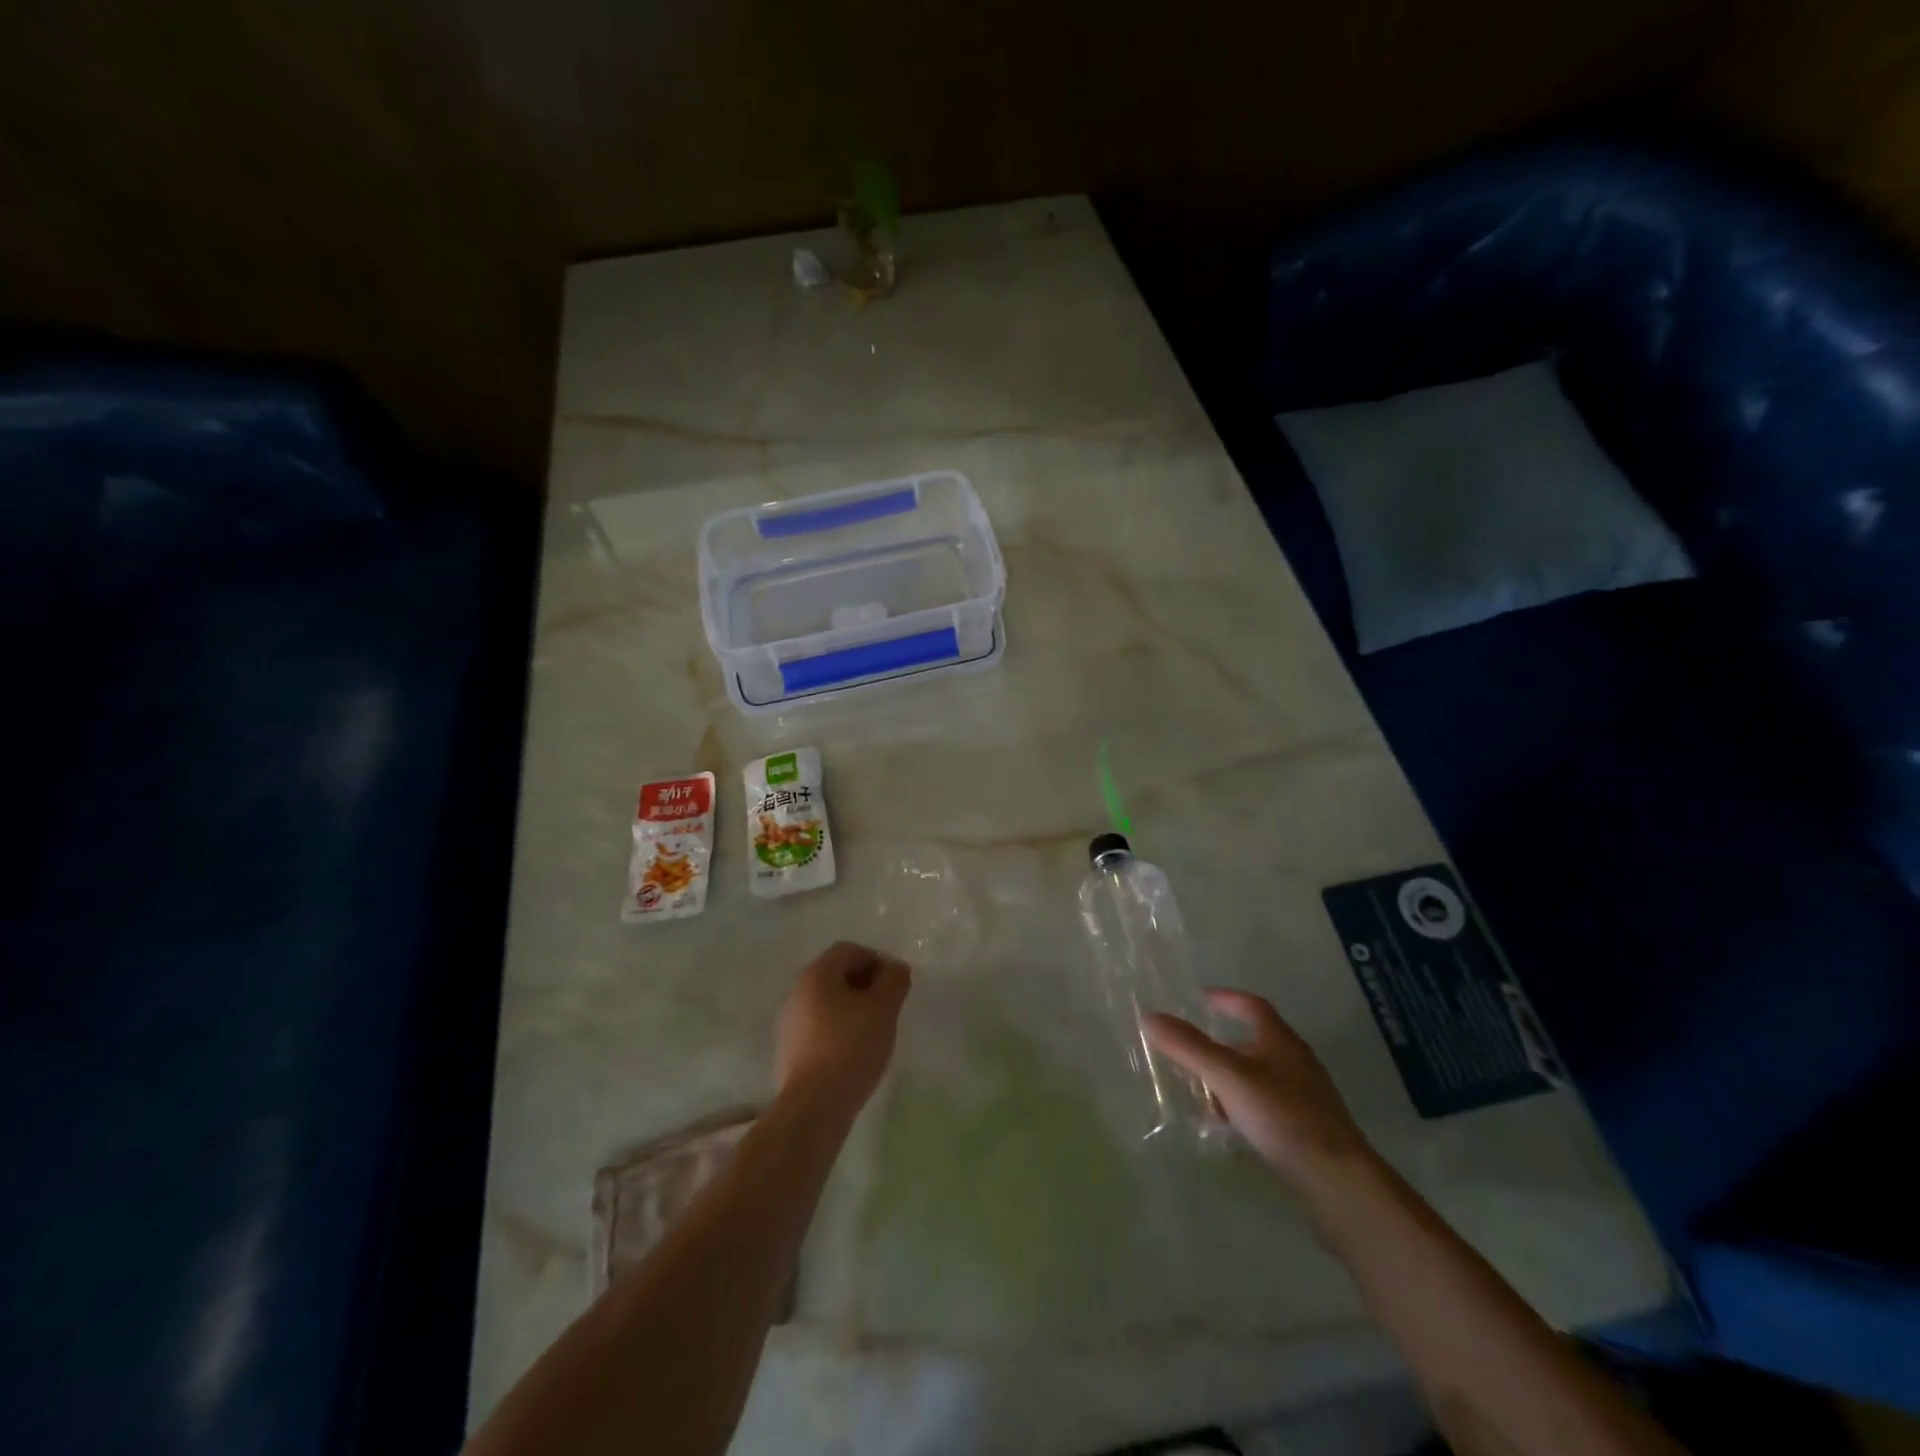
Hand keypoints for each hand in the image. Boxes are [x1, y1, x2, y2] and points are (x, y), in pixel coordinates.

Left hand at [775, 942, 911, 1113]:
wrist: (814, 1105)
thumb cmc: (851, 1047)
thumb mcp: (884, 1009)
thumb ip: (894, 980)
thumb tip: (896, 968)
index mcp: (816, 974)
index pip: (849, 950)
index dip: (876, 960)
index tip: (894, 984)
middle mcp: (797, 991)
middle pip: (835, 974)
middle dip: (865, 984)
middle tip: (888, 1006)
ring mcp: (789, 1022)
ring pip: (827, 1002)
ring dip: (852, 1007)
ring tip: (874, 1031)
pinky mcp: (789, 1050)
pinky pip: (818, 1027)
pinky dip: (838, 1029)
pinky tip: (854, 1052)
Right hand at [1143, 989, 1371, 1191]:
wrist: (1339, 1183)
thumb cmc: (1283, 1117)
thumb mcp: (1228, 1077)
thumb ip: (1189, 1047)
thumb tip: (1149, 1017)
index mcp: (1282, 1042)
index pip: (1253, 1007)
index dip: (1227, 999)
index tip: (1201, 999)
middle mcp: (1297, 1063)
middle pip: (1257, 1043)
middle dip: (1223, 1045)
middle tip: (1192, 1052)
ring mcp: (1306, 1099)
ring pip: (1261, 1077)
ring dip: (1232, 1079)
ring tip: (1203, 1094)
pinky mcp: (1308, 1131)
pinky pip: (1268, 1107)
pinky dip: (1244, 1107)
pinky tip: (1229, 1128)